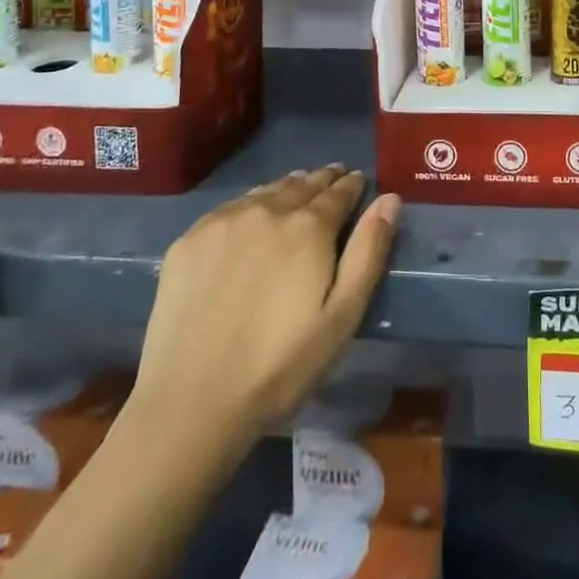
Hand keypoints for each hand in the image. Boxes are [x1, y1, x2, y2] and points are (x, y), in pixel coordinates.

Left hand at [132, 168, 401, 448]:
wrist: (191, 402)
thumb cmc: (280, 366)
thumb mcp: (342, 316)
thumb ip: (368, 252)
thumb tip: (389, 199)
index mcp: (308, 227)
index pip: (338, 192)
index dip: (352, 185)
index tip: (359, 180)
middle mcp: (267, 210)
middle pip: (302, 184)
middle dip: (322, 179)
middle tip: (333, 176)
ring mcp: (224, 221)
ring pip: (266, 190)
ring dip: (287, 187)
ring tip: (298, 187)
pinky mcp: (189, 239)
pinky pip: (230, 207)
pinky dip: (251, 203)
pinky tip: (252, 216)